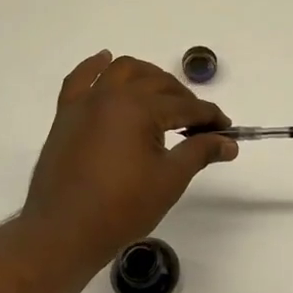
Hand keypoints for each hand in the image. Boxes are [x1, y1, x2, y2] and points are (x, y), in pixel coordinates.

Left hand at [19, 52, 237, 276]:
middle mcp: (112, 95)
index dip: (210, 118)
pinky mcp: (66, 114)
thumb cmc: (122, 208)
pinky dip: (95, 67)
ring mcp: (86, 102)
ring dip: (148, 76)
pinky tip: (105, 60)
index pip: (186, 106)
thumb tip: (228, 143)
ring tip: (164, 96)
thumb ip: (199, 152)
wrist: (64, 231)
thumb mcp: (169, 180)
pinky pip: (80, 79)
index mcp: (139, 108)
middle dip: (184, 99)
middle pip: (158, 83)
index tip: (226, 131)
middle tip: (199, 125)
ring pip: (122, 71)